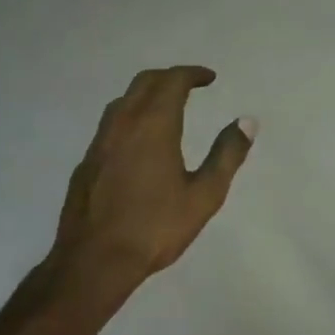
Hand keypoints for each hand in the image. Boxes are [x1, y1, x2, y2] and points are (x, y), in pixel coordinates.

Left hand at [49, 65, 255, 290]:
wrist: (94, 260)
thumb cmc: (155, 227)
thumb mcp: (204, 195)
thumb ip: (227, 155)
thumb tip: (247, 121)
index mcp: (153, 126)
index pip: (172, 81)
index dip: (192, 74)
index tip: (209, 78)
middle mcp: (123, 124)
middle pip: (144, 83)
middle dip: (169, 77)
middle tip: (190, 85)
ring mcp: (99, 142)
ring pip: (123, 101)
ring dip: (146, 94)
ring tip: (166, 107)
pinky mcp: (87, 162)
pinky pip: (110, 124)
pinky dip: (130, 116)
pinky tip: (138, 141)